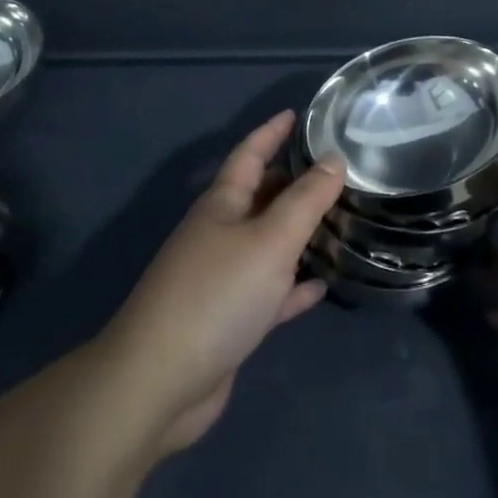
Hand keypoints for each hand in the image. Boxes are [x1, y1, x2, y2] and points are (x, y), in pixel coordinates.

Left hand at [98, 111, 344, 455]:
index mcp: (222, 205)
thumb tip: (334, 159)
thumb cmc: (216, 295)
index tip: (296, 114)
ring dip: (299, 233)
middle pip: (261, 197)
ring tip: (339, 222)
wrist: (158, 383)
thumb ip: (306, 200)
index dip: (271, 132)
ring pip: (268, 244)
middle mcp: (220, 234)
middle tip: (335, 171)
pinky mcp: (228, 321)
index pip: (249, 154)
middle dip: (293, 182)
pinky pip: (269, 291)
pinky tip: (321, 284)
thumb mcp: (270, 240)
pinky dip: (293, 285)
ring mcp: (222, 279)